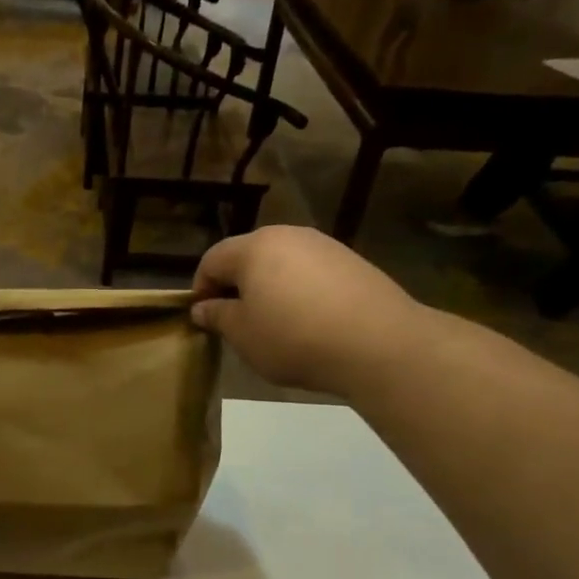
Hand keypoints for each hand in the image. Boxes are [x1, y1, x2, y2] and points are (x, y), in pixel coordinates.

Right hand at [189, 226, 423, 393]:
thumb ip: (217, 317)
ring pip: (282, 264)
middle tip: (235, 322)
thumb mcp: (243, 335)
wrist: (379, 343)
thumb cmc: (294, 337)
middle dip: (235, 286)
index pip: (212, 260)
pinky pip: (311, 274)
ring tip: (273, 324)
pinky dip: (299, 293)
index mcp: (254, 247)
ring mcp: (324, 246)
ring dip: (269, 289)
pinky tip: (308, 322)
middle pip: (248, 256)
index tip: (203, 318)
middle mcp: (288, 235)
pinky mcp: (352, 262)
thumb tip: (202, 308)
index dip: (200, 288)